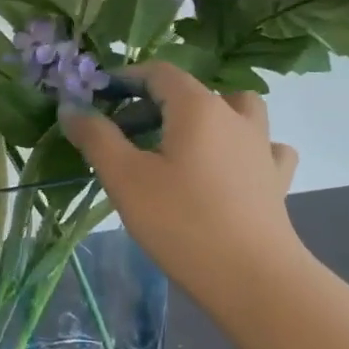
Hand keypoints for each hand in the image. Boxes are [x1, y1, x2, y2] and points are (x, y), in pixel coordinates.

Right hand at [59, 62, 302, 303]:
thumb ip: (96, 137)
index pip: (159, 72)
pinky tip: (231, 166)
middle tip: (124, 134)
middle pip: (193, 91)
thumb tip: (71, 108)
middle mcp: (234, 116)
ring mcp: (262, 146)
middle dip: (154, 103)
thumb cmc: (180, 222)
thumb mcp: (125, 178)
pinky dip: (244, 146)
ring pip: (236, 110)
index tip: (99, 98)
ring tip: (181, 142)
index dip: (126, 78)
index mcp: (198, 107)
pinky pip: (263, 146)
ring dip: (206, 116)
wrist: (251, 276)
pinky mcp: (276, 178)